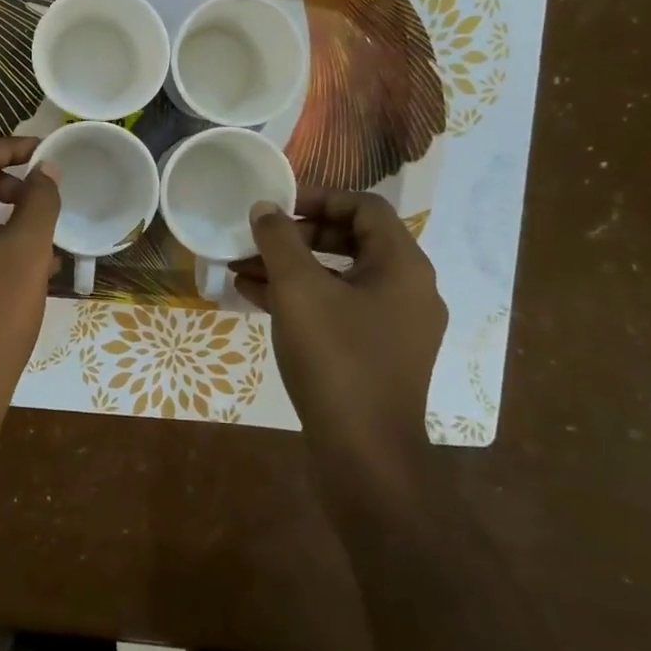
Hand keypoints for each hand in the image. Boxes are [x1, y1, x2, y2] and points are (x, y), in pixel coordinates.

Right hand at [233, 189, 446, 480]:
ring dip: (292, 269)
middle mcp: (408, 289)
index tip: (276, 207)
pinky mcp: (378, 353)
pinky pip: (339, 309)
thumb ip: (279, 241)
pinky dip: (302, 299)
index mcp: (403, 265)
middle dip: (297, 237)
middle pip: (352, 241)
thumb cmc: (336, 359)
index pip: (364, 207)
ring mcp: (395, 325)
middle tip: (257, 239)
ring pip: (340, 278)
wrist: (364, 453)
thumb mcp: (299, 290)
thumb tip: (265, 207)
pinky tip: (257, 300)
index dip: (318, 198)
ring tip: (243, 269)